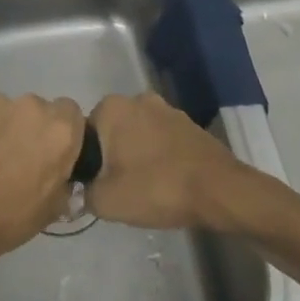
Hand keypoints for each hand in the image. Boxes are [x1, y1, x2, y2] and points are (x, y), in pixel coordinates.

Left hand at [0, 94, 85, 290]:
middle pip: (39, 109)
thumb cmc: (11, 218)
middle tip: (22, 158)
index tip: (53, 152)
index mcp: (59, 129)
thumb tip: (62, 171)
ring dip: (7, 127)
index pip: (71, 113)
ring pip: (10, 110)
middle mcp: (31, 106)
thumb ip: (64, 178)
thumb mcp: (54, 207)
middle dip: (34, 129)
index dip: (63, 132)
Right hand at [85, 92, 246, 230]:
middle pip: (112, 131)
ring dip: (136, 154)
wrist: (219, 190)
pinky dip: (158, 155)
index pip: (84, 132)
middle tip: (117, 187)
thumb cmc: (157, 188)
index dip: (86, 160)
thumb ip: (84, 194)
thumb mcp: (108, 201)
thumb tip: (80, 191)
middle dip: (111, 155)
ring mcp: (166, 109)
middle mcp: (137, 99)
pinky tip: (164, 181)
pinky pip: (161, 138)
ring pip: (137, 133)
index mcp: (112, 107)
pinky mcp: (188, 123)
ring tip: (142, 187)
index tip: (94, 184)